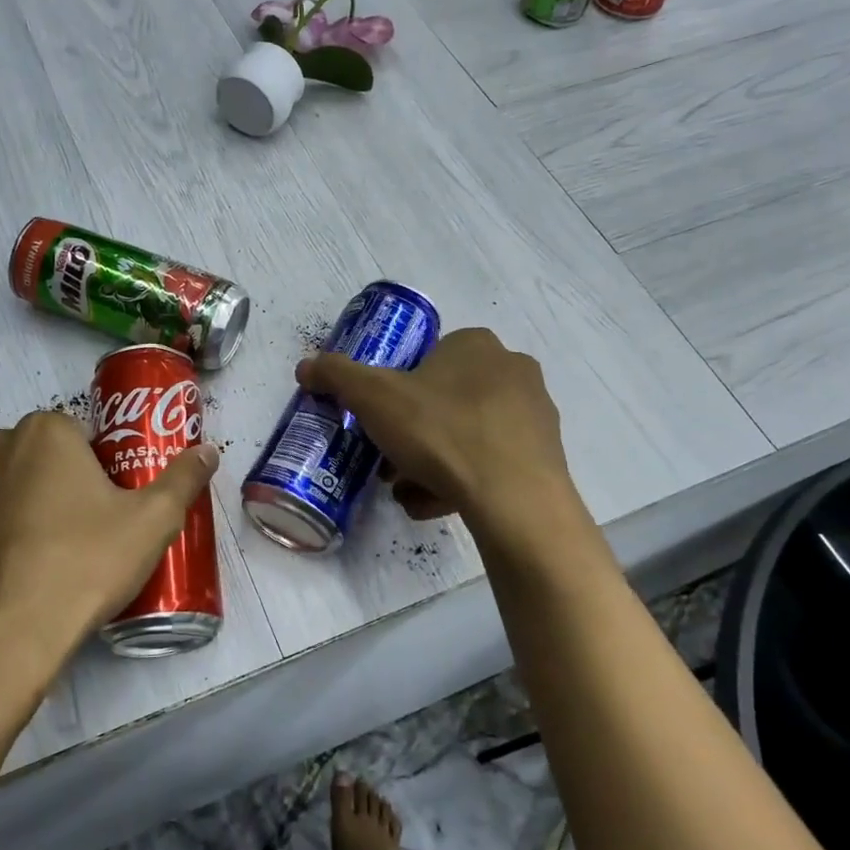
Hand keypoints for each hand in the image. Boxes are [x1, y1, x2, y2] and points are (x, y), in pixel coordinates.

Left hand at [0, 412, 217, 734]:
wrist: (0, 640)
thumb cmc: (83, 565)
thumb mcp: (151, 523)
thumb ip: (183, 479)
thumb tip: (208, 451)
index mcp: (44, 431)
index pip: (85, 434)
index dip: (106, 468)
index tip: (117, 505)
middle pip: (47, 456)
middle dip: (68, 483)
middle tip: (94, 530)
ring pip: (14, 485)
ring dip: (34, 505)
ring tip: (60, 555)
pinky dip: (6, 534)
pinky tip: (26, 573)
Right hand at [297, 328, 577, 537]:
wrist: (513, 499)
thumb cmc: (440, 432)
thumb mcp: (373, 398)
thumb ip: (337, 376)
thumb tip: (306, 366)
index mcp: (475, 345)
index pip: (426, 359)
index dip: (396, 392)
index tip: (380, 423)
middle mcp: (512, 370)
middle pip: (443, 401)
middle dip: (411, 434)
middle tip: (389, 463)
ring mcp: (533, 415)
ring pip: (465, 435)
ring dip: (431, 462)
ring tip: (409, 492)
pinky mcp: (543, 457)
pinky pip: (490, 463)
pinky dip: (461, 481)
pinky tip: (438, 505)